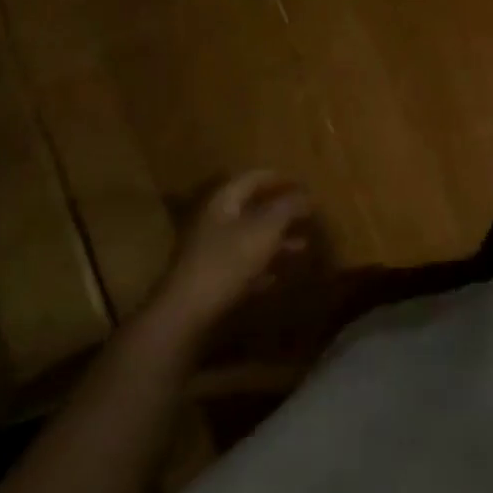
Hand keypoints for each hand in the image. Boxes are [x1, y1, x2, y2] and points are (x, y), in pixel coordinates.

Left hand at [146, 171, 312, 343]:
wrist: (186, 314)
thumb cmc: (228, 261)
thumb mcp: (265, 229)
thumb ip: (287, 208)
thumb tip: (306, 194)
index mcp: (224, 201)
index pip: (254, 177)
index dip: (279, 178)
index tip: (303, 184)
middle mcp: (215, 221)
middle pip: (252, 208)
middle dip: (281, 212)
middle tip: (307, 215)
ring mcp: (210, 252)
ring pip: (249, 238)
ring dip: (276, 241)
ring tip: (303, 247)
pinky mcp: (210, 282)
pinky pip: (242, 267)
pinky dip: (261, 267)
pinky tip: (277, 277)